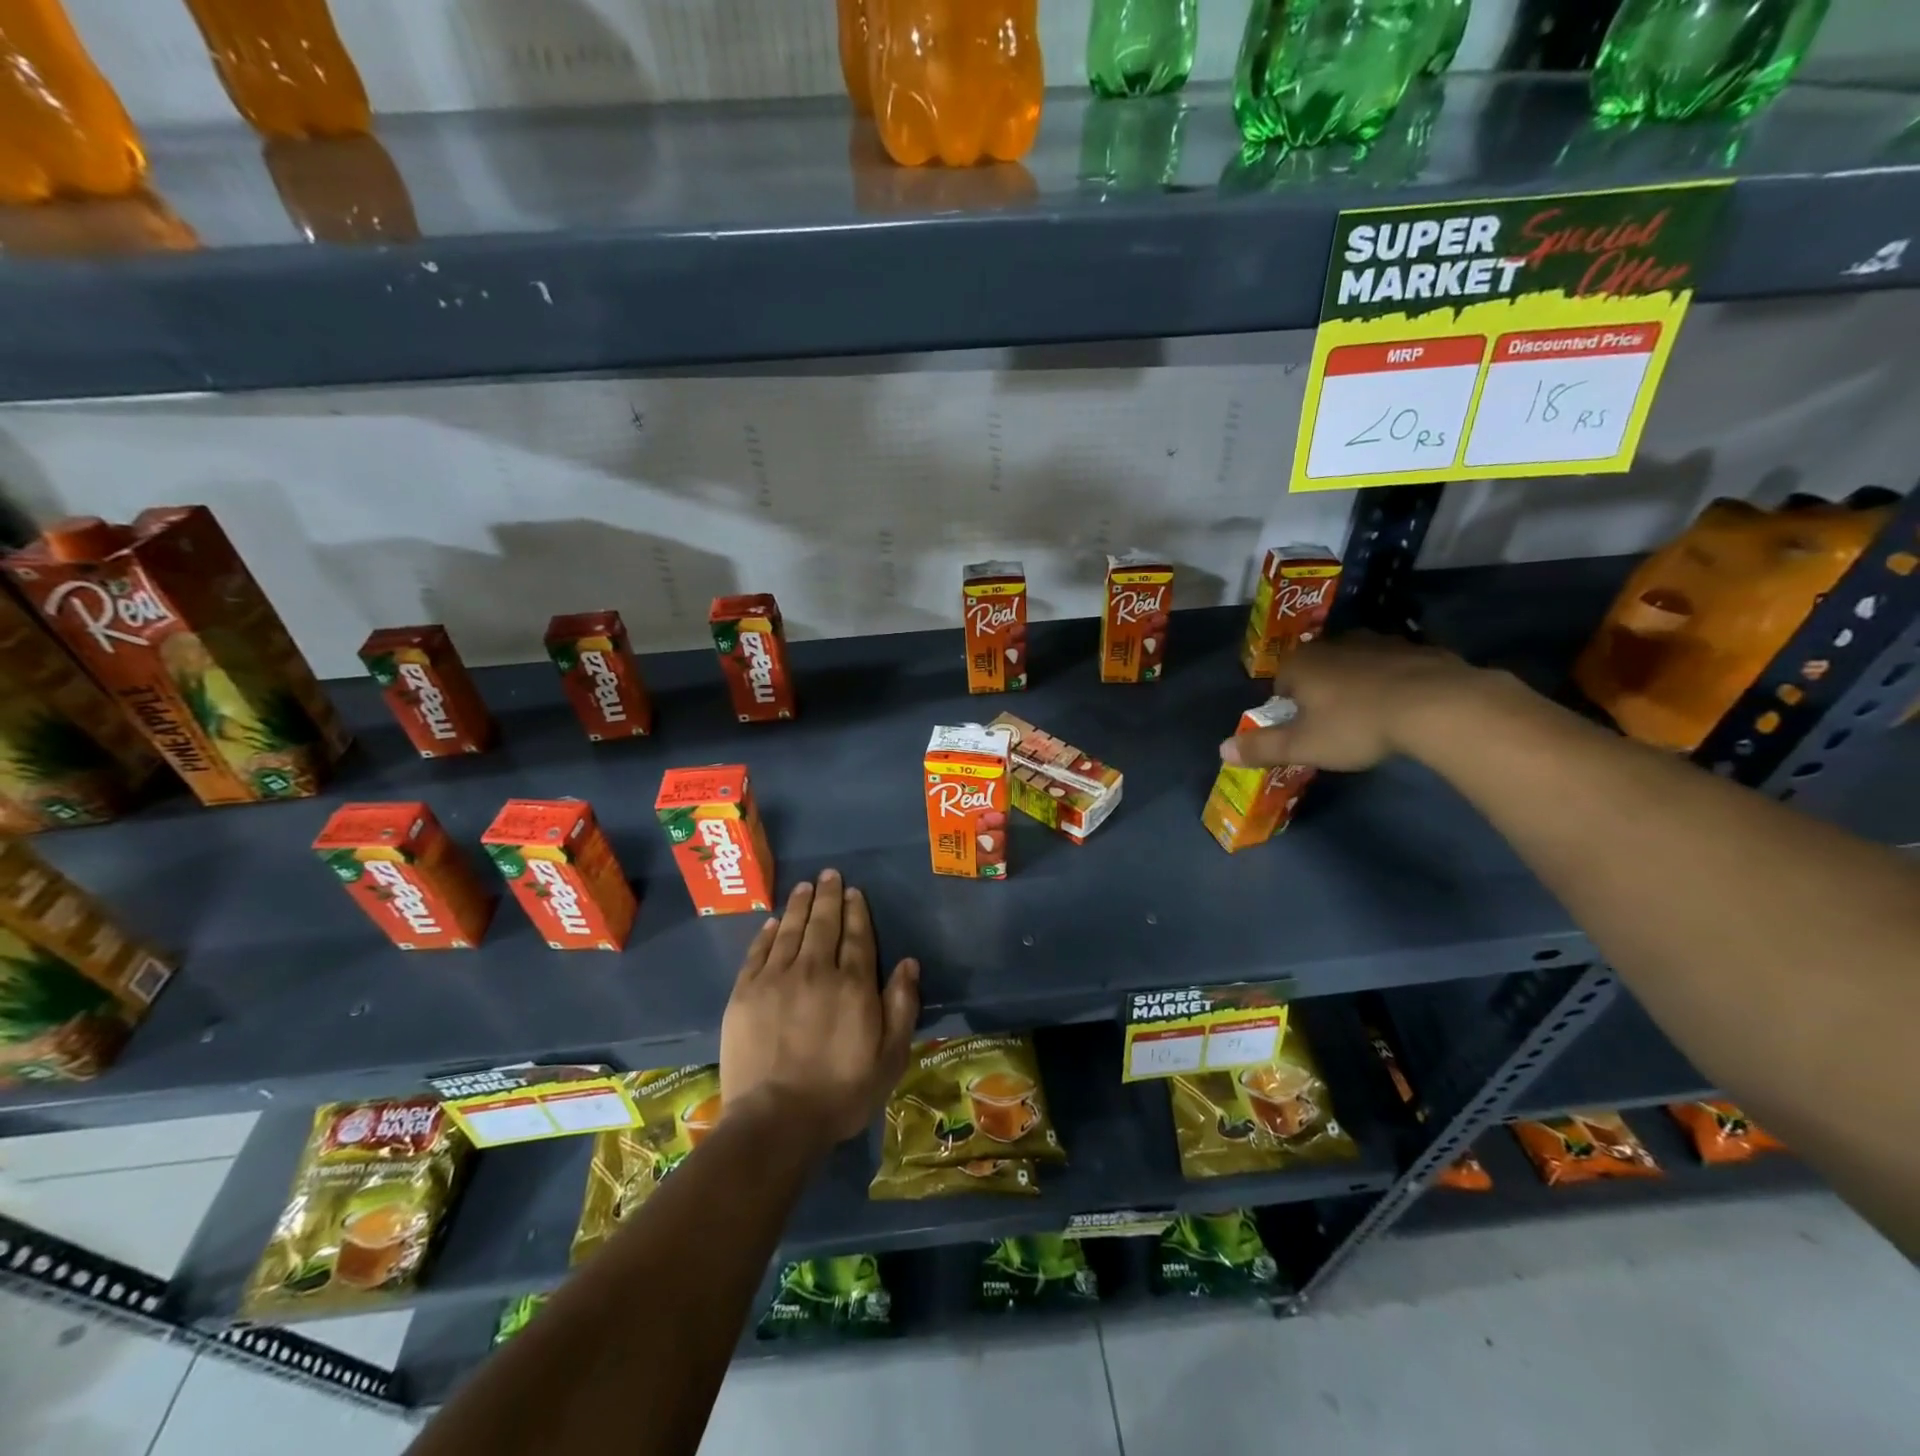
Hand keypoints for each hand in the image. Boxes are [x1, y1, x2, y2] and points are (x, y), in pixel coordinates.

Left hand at [719, 869, 919, 1148]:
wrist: (776, 1120)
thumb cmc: (841, 1092)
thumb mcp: (890, 1057)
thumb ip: (902, 1006)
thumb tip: (908, 963)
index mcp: (853, 985)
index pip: (857, 936)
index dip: (856, 911)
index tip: (854, 891)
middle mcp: (816, 970)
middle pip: (824, 924)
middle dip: (828, 896)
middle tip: (829, 875)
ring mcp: (777, 979)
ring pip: (792, 930)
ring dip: (800, 905)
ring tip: (805, 886)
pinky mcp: (746, 992)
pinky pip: (759, 952)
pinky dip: (768, 933)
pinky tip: (775, 921)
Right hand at [1220, 632, 1482, 771]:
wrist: (1438, 706)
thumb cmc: (1356, 725)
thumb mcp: (1303, 746)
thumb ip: (1261, 747)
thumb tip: (1222, 749)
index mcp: (1302, 663)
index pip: (1281, 683)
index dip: (1289, 709)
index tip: (1305, 731)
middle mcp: (1335, 644)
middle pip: (1318, 670)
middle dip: (1322, 693)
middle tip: (1336, 726)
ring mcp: (1379, 641)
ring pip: (1357, 664)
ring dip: (1358, 684)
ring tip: (1371, 716)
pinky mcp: (1419, 648)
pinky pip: (1395, 666)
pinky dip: (1395, 682)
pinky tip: (1405, 707)